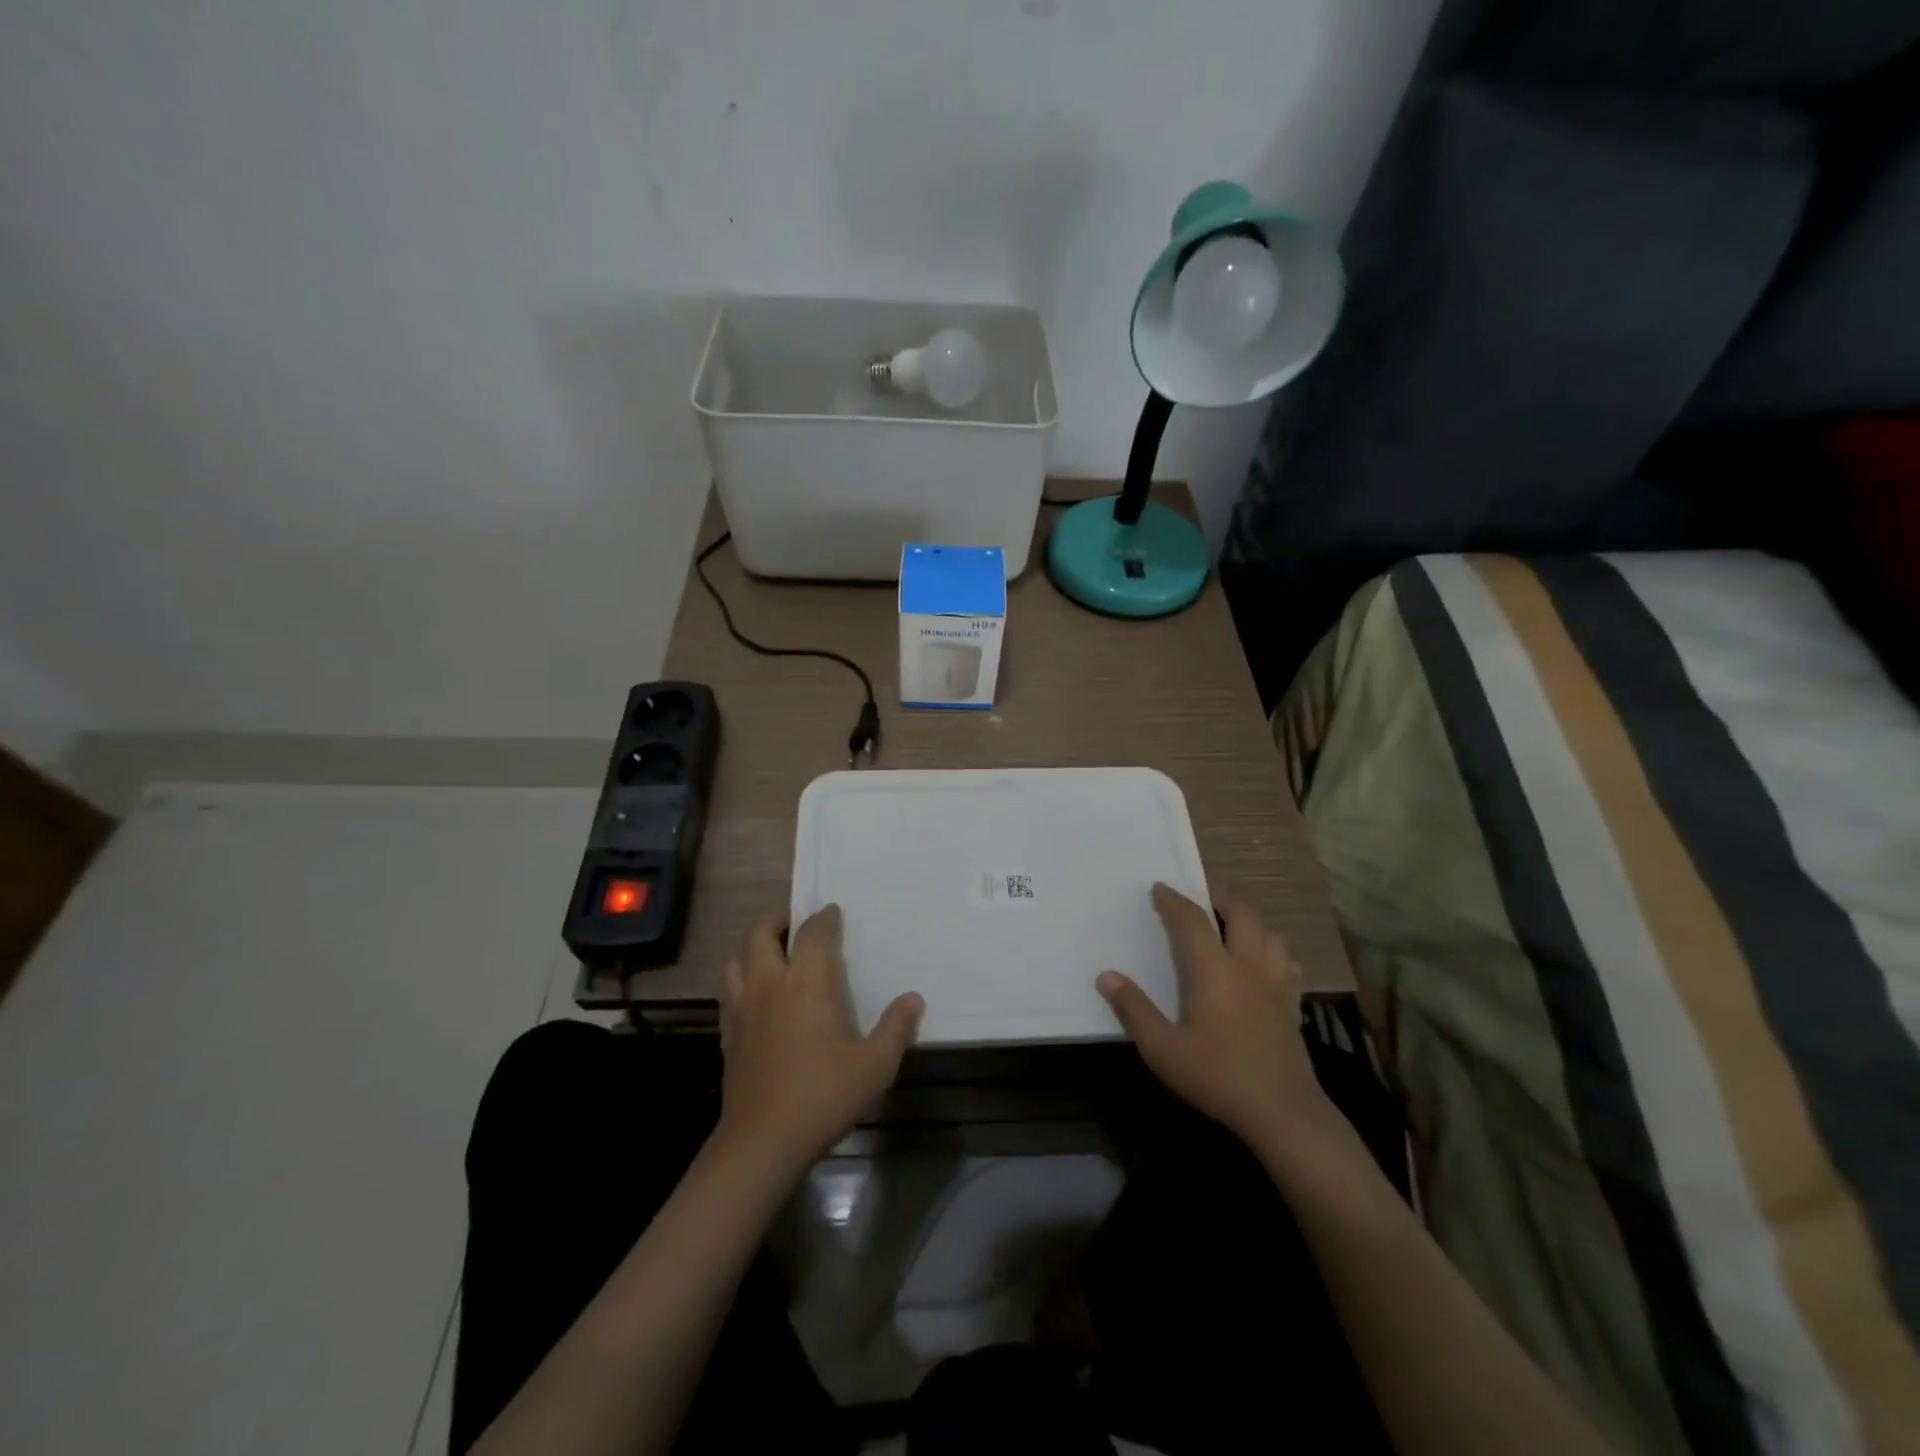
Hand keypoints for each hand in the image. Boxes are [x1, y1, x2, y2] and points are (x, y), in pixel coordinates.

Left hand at [717, 905, 922, 1175]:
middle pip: (761, 934)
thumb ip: (896, 1028)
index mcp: (807, 982)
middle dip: (779, 922)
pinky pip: (729, 994)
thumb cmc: (823, 1096)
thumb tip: (914, 999)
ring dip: (753, 951)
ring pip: (736, 961)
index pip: (813, 934)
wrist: (762, 1142)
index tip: (833, 912)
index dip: (824, 918)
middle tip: (796, 925)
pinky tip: (756, 1000)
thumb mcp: (875, 1065)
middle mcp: (770, 984)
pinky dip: (741, 983)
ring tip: (772, 957)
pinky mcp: (728, 1035)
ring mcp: (743, 1009)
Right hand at [1097, 883, 1334, 1153]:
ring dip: (1251, 920)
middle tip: (1204, 894)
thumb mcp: (1162, 1048)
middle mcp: (1247, 966)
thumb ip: (1133, 1009)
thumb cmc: (1217, 1076)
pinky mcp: (1292, 1005)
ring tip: (1234, 922)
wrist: (1282, 1112)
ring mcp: (1276, 984)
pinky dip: (1274, 950)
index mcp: (1213, 970)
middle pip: (1242, 914)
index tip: (1159, 888)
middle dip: (1221, 897)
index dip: (1174, 901)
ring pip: (1271, 933)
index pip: (1191, 920)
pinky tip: (1266, 962)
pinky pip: (1288, 962)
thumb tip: (1106, 976)